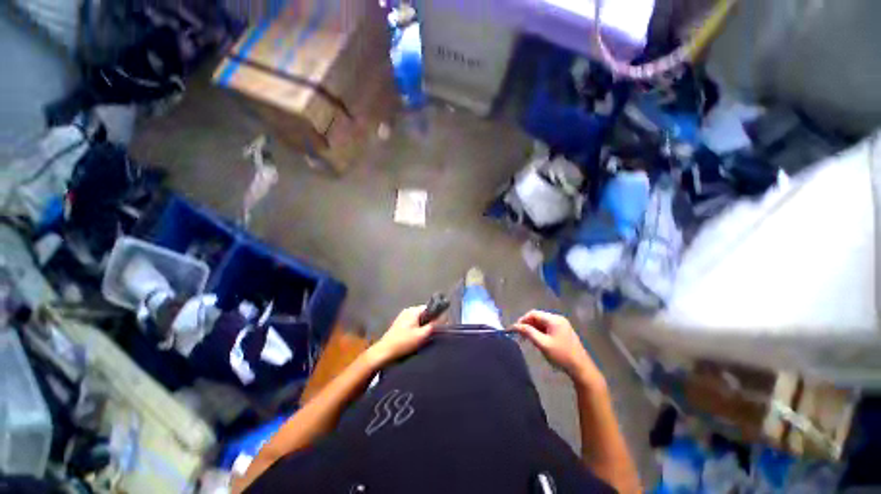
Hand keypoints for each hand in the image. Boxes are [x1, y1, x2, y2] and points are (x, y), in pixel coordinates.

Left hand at [369, 306, 436, 364]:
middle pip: (424, 313)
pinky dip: (416, 328)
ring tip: (425, 337)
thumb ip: (434, 325)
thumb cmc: (404, 342)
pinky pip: (412, 323)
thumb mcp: (422, 335)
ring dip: (423, 326)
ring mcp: (402, 317)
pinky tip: (416, 338)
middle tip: (433, 333)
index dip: (437, 316)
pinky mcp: (399, 324)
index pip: (430, 308)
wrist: (384, 352)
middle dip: (430, 322)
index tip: (441, 326)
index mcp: (413, 310)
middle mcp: (408, 310)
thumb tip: (444, 317)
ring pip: (418, 319)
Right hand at [513, 310, 603, 385]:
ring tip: (528, 339)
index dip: (523, 320)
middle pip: (538, 317)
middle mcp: (558, 319)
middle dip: (528, 324)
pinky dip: (541, 332)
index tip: (516, 329)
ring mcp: (562, 325)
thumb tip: (515, 326)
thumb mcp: (542, 344)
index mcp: (554, 319)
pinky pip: (548, 327)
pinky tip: (538, 340)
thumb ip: (528, 332)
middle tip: (521, 336)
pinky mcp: (564, 331)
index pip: (533, 313)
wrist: (581, 368)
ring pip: (543, 323)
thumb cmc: (561, 355)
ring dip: (534, 329)